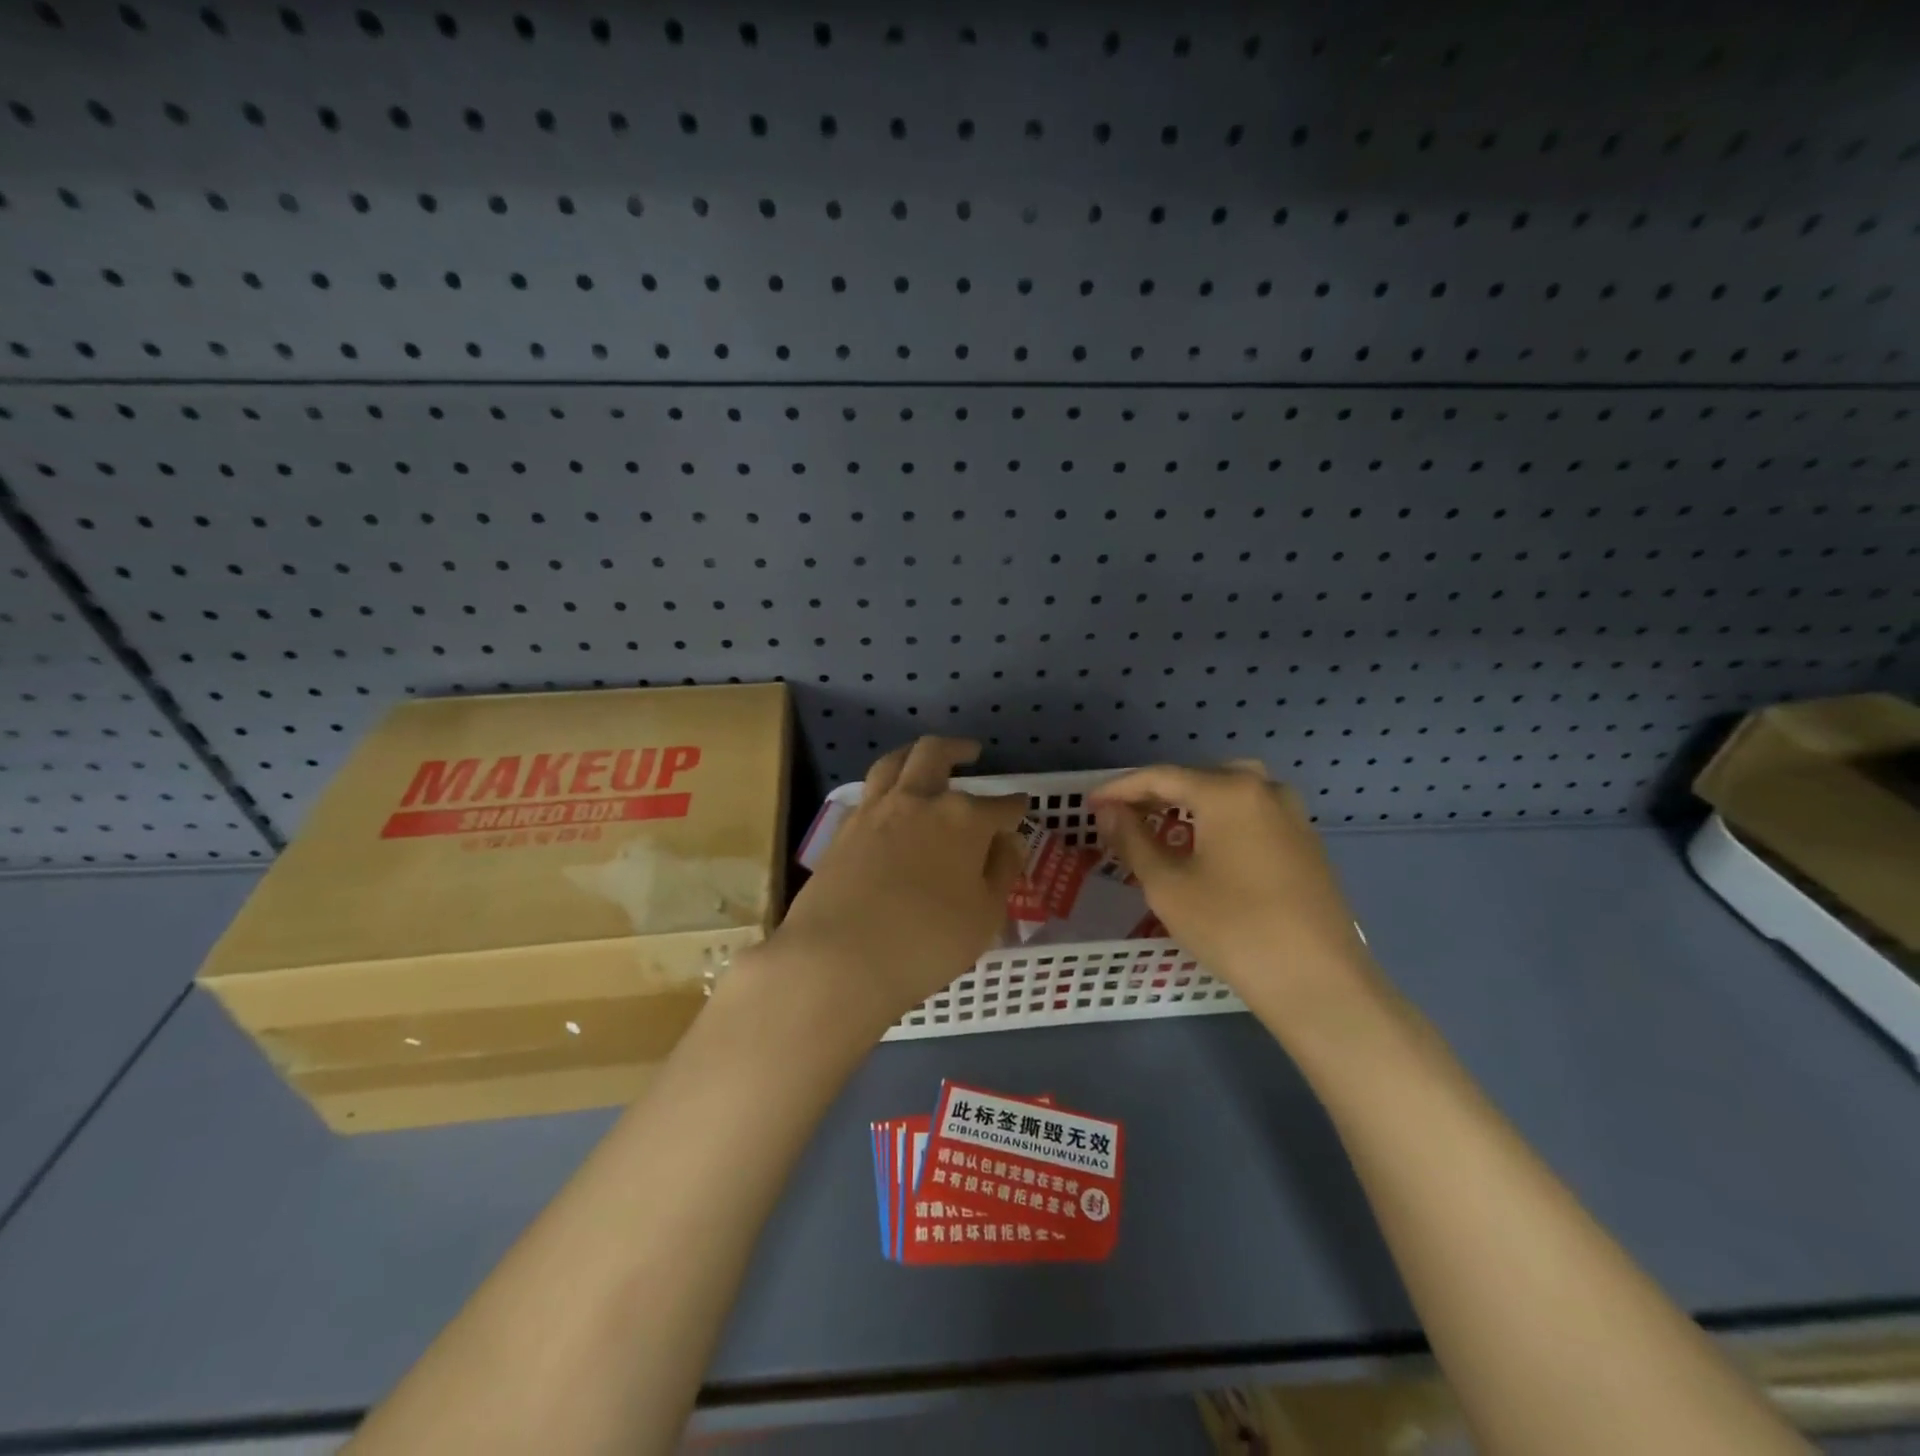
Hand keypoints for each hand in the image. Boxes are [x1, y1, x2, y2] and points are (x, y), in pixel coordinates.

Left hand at [768, 738, 1025, 1033]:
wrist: (838, 957)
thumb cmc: (926, 942)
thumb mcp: (984, 916)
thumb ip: (1001, 872)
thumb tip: (1008, 841)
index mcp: (963, 819)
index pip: (999, 806)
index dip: (1014, 807)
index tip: (1021, 806)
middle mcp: (919, 801)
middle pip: (937, 755)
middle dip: (958, 749)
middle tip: (972, 752)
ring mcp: (876, 811)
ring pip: (895, 762)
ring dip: (915, 753)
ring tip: (925, 757)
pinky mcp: (844, 828)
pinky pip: (869, 791)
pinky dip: (886, 785)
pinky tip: (890, 801)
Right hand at [1091, 763, 1373, 1014]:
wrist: (1318, 981)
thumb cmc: (1232, 928)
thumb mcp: (1167, 885)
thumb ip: (1133, 840)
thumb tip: (1109, 811)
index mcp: (1228, 791)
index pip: (1161, 777)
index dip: (1120, 788)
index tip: (1090, 803)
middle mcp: (1264, 789)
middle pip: (1198, 777)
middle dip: (1157, 793)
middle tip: (1124, 816)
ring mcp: (1292, 814)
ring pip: (1230, 792)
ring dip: (1192, 803)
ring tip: (1163, 828)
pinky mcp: (1306, 842)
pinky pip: (1253, 813)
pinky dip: (1222, 819)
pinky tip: (1207, 848)